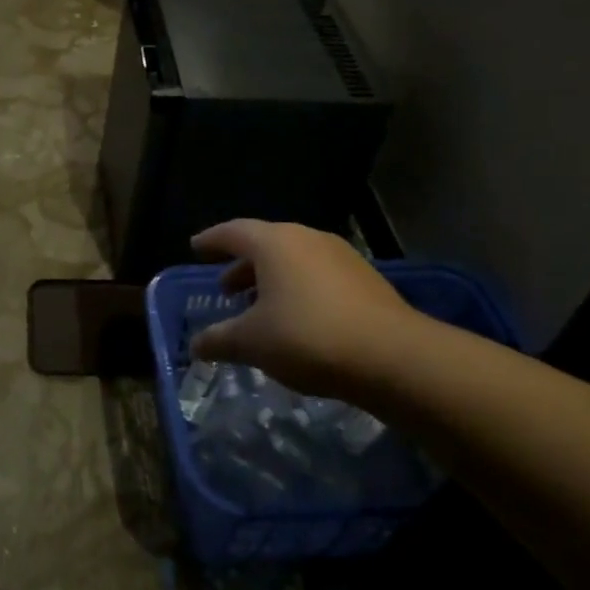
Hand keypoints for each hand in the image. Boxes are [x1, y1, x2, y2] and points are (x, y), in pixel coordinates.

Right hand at [189, 220, 420, 403]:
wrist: (393, 357)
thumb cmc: (307, 337)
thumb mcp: (252, 342)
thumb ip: (219, 340)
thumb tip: (195, 347)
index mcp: (274, 243)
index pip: (233, 232)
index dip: (211, 240)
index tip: (195, 247)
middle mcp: (307, 239)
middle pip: (265, 244)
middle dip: (242, 265)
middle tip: (226, 287)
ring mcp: (341, 257)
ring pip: (294, 260)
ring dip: (272, 280)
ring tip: (260, 308)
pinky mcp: (366, 279)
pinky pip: (319, 275)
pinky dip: (299, 289)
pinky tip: (298, 320)